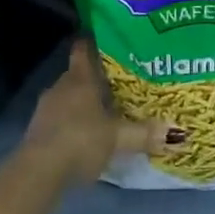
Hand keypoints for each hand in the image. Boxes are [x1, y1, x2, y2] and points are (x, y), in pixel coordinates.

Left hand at [20, 39, 177, 186]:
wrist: (38, 172)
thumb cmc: (80, 141)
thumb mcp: (118, 138)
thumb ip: (145, 134)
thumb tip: (176, 132)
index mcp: (80, 78)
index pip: (84, 49)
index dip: (95, 43)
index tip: (110, 42)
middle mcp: (61, 86)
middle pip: (79, 74)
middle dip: (96, 78)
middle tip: (120, 83)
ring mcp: (46, 108)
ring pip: (69, 96)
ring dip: (84, 102)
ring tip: (107, 110)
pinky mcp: (39, 129)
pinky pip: (61, 116)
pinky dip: (73, 120)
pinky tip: (87, 134)